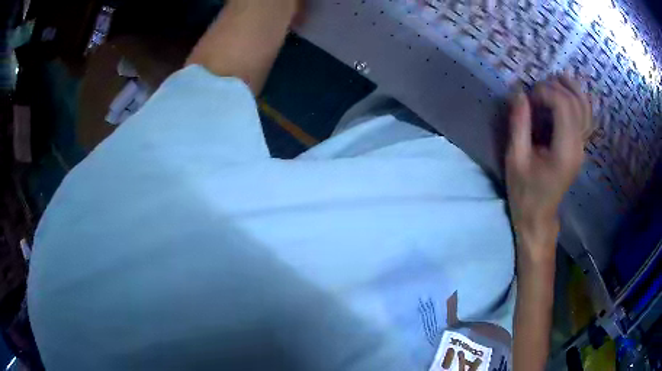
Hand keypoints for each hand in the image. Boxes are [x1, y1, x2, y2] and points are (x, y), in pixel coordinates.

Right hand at [506, 74, 591, 261]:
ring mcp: (582, 147)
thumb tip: (520, 92)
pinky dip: (579, 100)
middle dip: (555, 87)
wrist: (539, 216)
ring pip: (586, 108)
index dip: (545, 92)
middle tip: (536, 91)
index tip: (528, 98)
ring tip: (555, 79)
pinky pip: (586, 117)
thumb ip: (519, 124)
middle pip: (576, 102)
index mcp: (564, 151)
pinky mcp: (580, 147)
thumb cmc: (524, 192)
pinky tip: (568, 93)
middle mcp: (578, 146)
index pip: (564, 106)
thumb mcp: (515, 159)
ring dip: (571, 88)